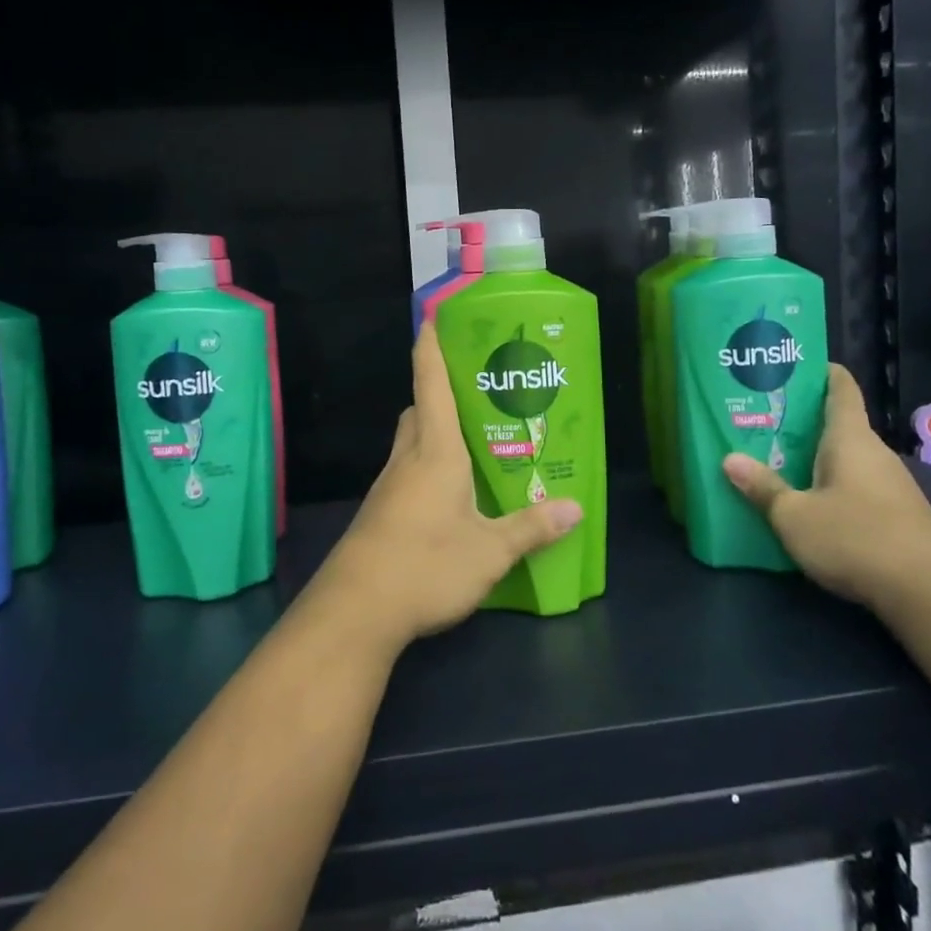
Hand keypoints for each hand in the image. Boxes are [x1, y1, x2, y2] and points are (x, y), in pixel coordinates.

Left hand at [309, 323, 582, 653]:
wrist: (355, 612)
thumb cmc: (425, 565)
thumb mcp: (490, 551)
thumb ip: (531, 528)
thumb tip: (576, 508)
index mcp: (435, 452)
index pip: (431, 385)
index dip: (431, 349)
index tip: (432, 318)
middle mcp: (408, 460)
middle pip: (420, 411)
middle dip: (441, 396)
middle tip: (479, 399)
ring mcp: (389, 488)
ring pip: (411, 444)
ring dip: (436, 436)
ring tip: (476, 447)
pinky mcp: (381, 514)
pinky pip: (408, 474)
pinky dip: (429, 469)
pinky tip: (453, 498)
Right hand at [722, 364, 930, 617]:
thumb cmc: (857, 539)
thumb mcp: (794, 516)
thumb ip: (763, 487)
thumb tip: (729, 459)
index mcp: (850, 438)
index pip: (840, 387)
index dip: (819, 370)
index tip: (791, 366)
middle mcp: (874, 452)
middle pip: (838, 424)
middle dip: (801, 421)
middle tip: (760, 422)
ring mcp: (891, 485)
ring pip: (846, 458)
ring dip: (814, 458)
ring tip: (775, 462)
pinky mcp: (899, 514)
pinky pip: (857, 486)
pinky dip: (831, 485)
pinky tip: (809, 505)